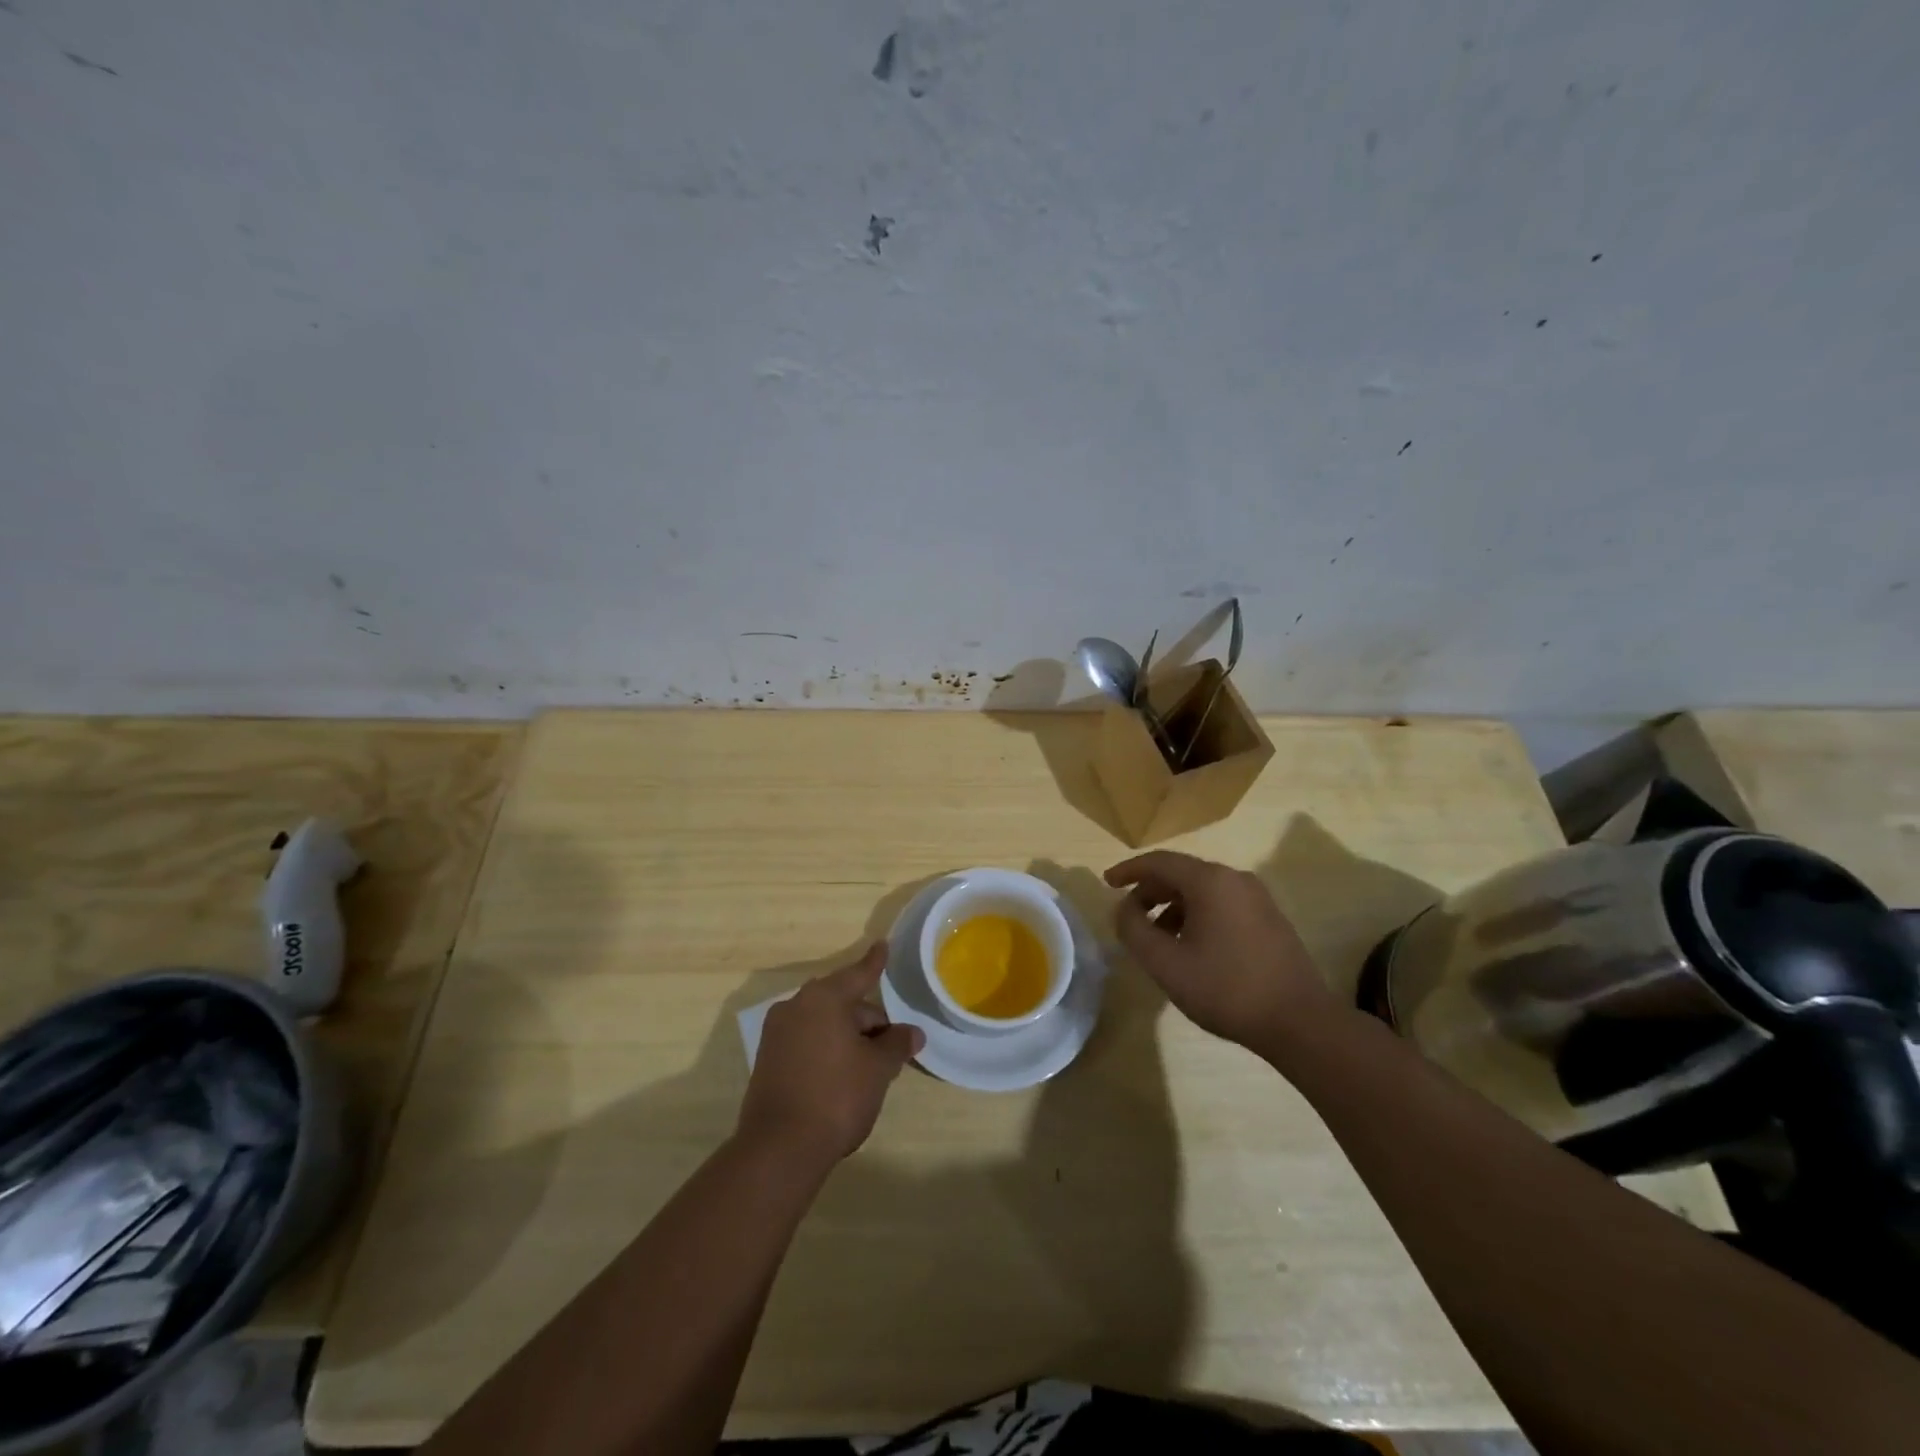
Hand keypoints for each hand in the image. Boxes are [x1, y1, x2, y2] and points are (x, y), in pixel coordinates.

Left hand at [736, 943, 924, 1171]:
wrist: (779, 1149)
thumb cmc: (836, 1096)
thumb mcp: (878, 1069)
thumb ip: (896, 1044)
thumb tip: (912, 1033)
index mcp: (823, 998)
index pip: (858, 974)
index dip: (875, 962)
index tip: (883, 944)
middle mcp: (796, 1007)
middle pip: (842, 1002)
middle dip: (868, 1019)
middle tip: (892, 1045)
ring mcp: (777, 1034)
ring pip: (824, 1024)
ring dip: (849, 1037)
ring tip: (871, 1066)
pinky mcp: (768, 1060)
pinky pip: (807, 1042)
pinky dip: (828, 1050)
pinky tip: (843, 1076)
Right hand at [1105, 850, 1342, 1052]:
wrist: (1300, 1022)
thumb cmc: (1226, 988)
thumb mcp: (1166, 963)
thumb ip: (1134, 930)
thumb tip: (1123, 908)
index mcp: (1210, 881)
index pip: (1159, 862)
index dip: (1129, 870)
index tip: (1107, 883)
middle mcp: (1235, 879)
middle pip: (1181, 873)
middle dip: (1150, 891)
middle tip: (1129, 916)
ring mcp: (1257, 898)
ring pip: (1203, 890)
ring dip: (1173, 906)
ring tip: (1157, 938)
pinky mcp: (1270, 919)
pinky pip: (1222, 904)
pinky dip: (1197, 915)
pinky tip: (1190, 946)